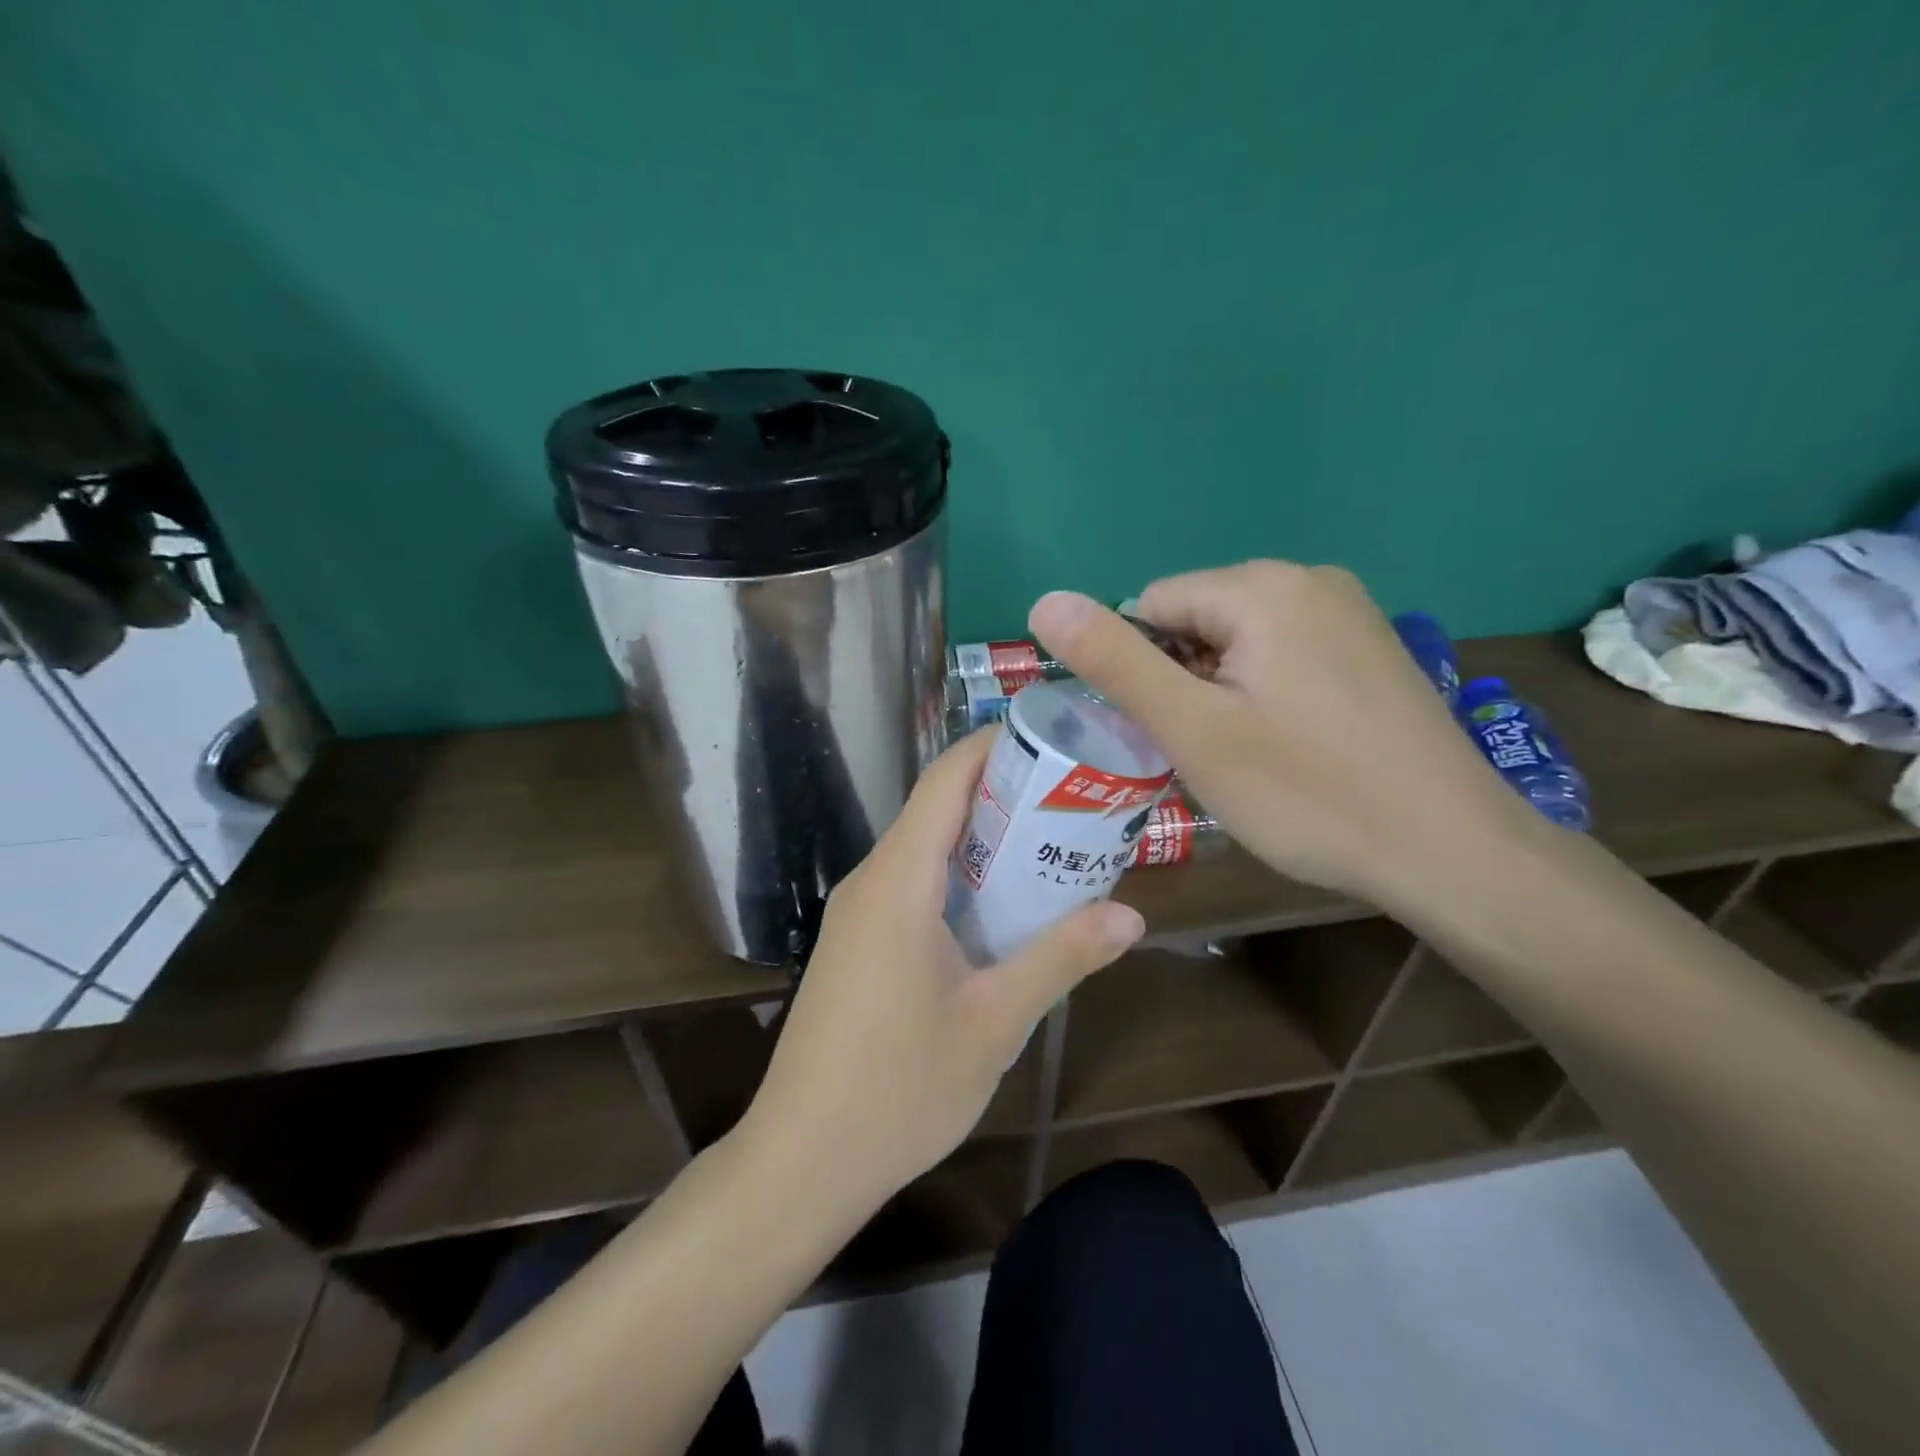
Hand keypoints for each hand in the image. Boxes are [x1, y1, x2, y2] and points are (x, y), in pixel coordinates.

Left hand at [739, 732, 1145, 1215]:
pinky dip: (961, 875)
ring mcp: (858, 912)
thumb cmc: (898, 1090)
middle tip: (1076, 797)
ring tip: (1054, 843)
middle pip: (937, 805)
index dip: (994, 744)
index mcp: (898, 881)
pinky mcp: (857, 942)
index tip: (1054, 737)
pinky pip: (912, 883)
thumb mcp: (994, 1022)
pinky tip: (1005, 906)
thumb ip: (1060, 958)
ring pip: (925, 846)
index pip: (945, 779)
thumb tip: (1131, 916)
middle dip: (1004, 791)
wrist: (801, 1161)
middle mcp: (871, 880)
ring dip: (985, 838)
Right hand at [1029, 560, 1528, 909]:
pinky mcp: (1369, 650)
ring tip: (1245, 757)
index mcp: (1262, 586)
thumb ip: (1115, 662)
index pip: (1150, 606)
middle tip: (1207, 753)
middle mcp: (1309, 580)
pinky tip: (1287, 748)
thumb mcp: (1192, 729)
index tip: (1168, 733)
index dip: (1141, 673)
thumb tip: (1044, 601)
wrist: (1450, 851)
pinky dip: (1262, 696)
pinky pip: (1282, 657)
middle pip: (1194, 622)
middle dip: (1182, 683)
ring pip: (1237, 644)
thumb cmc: (1307, 792)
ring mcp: (1349, 613)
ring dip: (1218, 694)